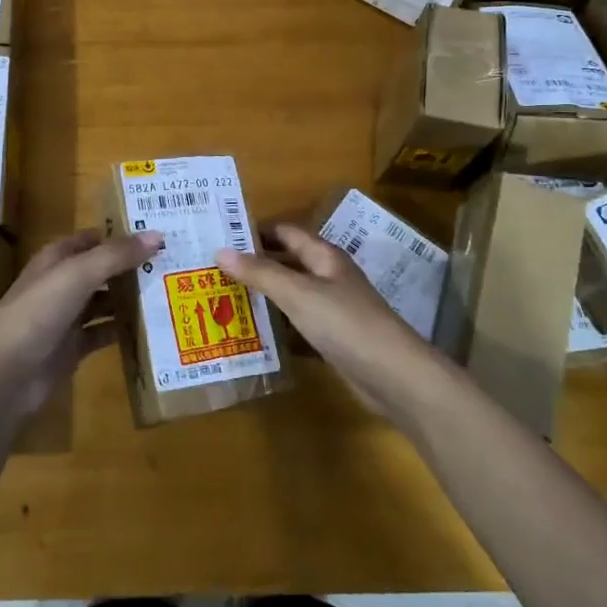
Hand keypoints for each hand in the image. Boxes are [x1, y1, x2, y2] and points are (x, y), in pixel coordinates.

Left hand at [0, 228, 161, 418]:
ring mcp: (67, 317)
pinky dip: (124, 329)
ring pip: (105, 301)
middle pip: (102, 269)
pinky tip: (152, 327)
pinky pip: (104, 333)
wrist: (4, 376)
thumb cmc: (37, 313)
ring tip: (171, 292)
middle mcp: (62, 284)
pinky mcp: (73, 348)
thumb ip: (116, 255)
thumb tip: (157, 235)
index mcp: (57, 259)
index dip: (122, 233)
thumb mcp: (77, 275)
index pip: (93, 238)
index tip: (159, 232)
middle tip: (175, 262)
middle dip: (132, 266)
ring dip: (131, 298)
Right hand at [216, 223, 445, 419]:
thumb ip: (260, 273)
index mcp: (324, 256)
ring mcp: (332, 308)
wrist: (393, 375)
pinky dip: (277, 325)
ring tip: (224, 298)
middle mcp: (328, 276)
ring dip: (263, 295)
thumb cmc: (345, 323)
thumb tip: (220, 250)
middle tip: (213, 269)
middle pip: (287, 262)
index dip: (256, 231)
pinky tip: (252, 333)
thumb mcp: (298, 294)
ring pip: (291, 294)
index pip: (285, 232)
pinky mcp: (333, 338)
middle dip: (254, 263)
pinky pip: (298, 323)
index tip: (220, 236)